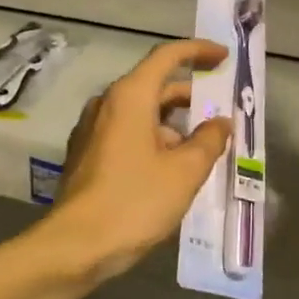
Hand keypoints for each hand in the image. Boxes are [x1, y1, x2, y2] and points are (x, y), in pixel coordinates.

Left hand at [47, 39, 232, 283]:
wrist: (75, 246)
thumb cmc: (134, 201)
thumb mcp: (185, 172)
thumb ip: (209, 141)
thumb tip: (220, 123)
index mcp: (130, 96)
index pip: (167, 56)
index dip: (198, 51)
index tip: (223, 57)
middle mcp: (107, 104)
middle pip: (154, 85)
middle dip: (190, 96)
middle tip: (221, 110)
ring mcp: (92, 130)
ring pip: (141, 113)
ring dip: (173, 123)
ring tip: (203, 147)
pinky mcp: (87, 155)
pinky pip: (127, 134)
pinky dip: (154, 139)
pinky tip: (172, 168)